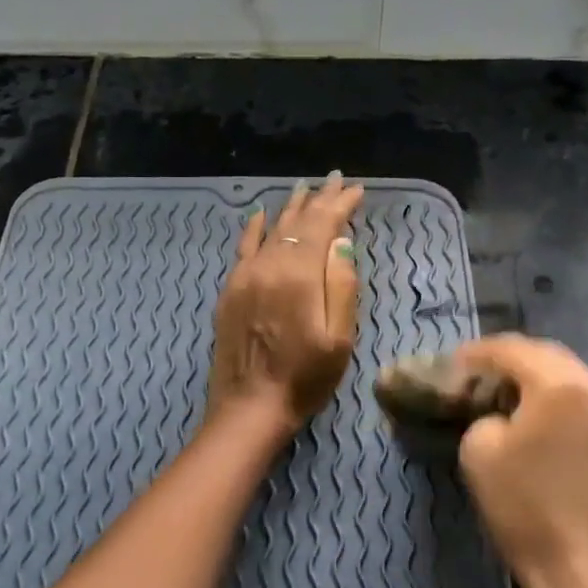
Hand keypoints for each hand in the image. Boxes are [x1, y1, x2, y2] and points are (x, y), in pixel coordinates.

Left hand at [207, 173, 363, 433]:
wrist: (249, 408)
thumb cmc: (304, 378)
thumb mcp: (339, 339)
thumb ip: (342, 285)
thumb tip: (341, 242)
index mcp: (299, 275)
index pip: (322, 226)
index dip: (340, 205)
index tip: (357, 190)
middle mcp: (269, 265)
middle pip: (296, 222)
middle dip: (319, 200)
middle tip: (335, 180)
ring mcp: (245, 276)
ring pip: (271, 229)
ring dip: (291, 208)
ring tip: (306, 188)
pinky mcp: (231, 290)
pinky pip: (244, 247)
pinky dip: (256, 227)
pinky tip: (262, 214)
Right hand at [451, 335, 587, 587]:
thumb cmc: (526, 510)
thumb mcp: (478, 452)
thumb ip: (486, 415)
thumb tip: (503, 415)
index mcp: (562, 386)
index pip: (514, 349)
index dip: (481, 351)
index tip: (459, 361)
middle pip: (554, 361)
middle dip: (519, 364)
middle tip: (489, 376)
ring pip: (584, 390)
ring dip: (553, 392)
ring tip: (527, 408)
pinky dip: (580, 423)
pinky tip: (564, 446)